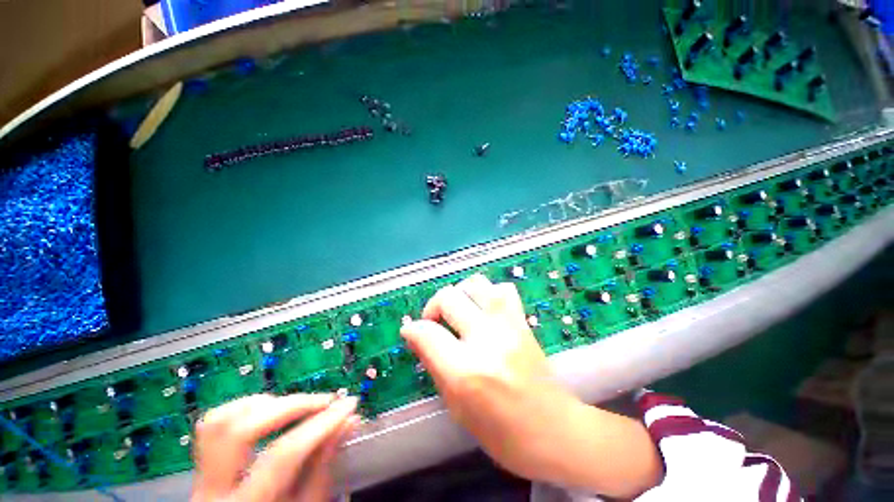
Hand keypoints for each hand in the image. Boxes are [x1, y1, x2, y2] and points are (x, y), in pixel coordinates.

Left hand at [191, 393, 359, 501]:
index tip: (348, 405)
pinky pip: (214, 424)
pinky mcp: (202, 464)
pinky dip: (246, 408)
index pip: (283, 455)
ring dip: (266, 403)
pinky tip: (271, 411)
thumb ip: (324, 468)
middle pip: (241, 429)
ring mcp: (201, 476)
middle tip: (324, 401)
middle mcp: (212, 491)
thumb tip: (348, 422)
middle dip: (291, 406)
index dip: (321, 424)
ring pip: (220, 421)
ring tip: (297, 406)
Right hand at [401, 274, 661, 497]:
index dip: (413, 329)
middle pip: (449, 298)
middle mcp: (486, 340)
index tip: (410, 331)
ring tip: (459, 311)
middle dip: (433, 307)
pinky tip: (484, 309)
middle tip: (434, 322)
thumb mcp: (457, 408)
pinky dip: (488, 293)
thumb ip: (434, 365)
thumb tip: (415, 335)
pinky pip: (503, 289)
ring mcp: (508, 326)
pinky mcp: (523, 322)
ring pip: (476, 284)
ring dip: (460, 293)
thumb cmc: (502, 434)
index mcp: (466, 371)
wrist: (556, 431)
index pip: (427, 333)